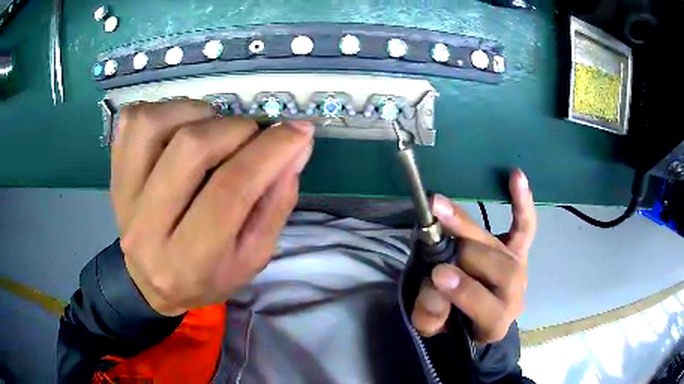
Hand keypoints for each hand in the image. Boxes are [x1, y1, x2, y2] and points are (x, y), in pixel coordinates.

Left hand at [111, 99, 313, 315]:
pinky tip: (181, 127)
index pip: (230, 193)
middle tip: (254, 136)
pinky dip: (165, 109)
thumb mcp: (252, 257)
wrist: (149, 283)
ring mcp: (123, 195)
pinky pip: (133, 119)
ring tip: (214, 130)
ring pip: (155, 124)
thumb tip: (296, 147)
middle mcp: (147, 228)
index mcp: (190, 262)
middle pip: (191, 149)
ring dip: (198, 113)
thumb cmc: (206, 276)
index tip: (298, 131)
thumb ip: (276, 204)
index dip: (270, 152)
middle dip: (237, 130)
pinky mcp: (114, 172)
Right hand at [411, 170, 536, 342]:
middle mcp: (515, 294)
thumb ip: (430, 312)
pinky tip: (515, 176)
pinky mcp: (519, 251)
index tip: (438, 273)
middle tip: (435, 237)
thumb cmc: (453, 323)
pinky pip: (524, 226)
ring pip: (503, 247)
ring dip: (470, 229)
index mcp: (495, 323)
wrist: (475, 317)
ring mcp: (519, 268)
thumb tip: (436, 279)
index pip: (486, 306)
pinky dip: (521, 202)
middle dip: (466, 253)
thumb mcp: (433, 328)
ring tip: (441, 209)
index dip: (465, 290)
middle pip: (499, 269)